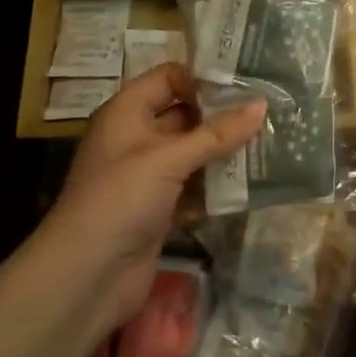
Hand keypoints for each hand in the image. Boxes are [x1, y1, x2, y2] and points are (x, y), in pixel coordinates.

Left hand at [43, 63, 264, 331]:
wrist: (85, 278)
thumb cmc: (120, 199)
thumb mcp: (168, 159)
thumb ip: (217, 134)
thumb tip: (262, 105)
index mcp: (127, 112)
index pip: (168, 78)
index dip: (202, 78)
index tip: (244, 83)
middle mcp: (136, 138)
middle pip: (185, 114)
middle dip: (222, 115)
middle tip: (268, 111)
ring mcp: (147, 176)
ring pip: (193, 153)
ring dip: (224, 152)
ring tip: (270, 142)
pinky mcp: (159, 209)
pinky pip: (194, 188)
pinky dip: (217, 186)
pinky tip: (252, 183)